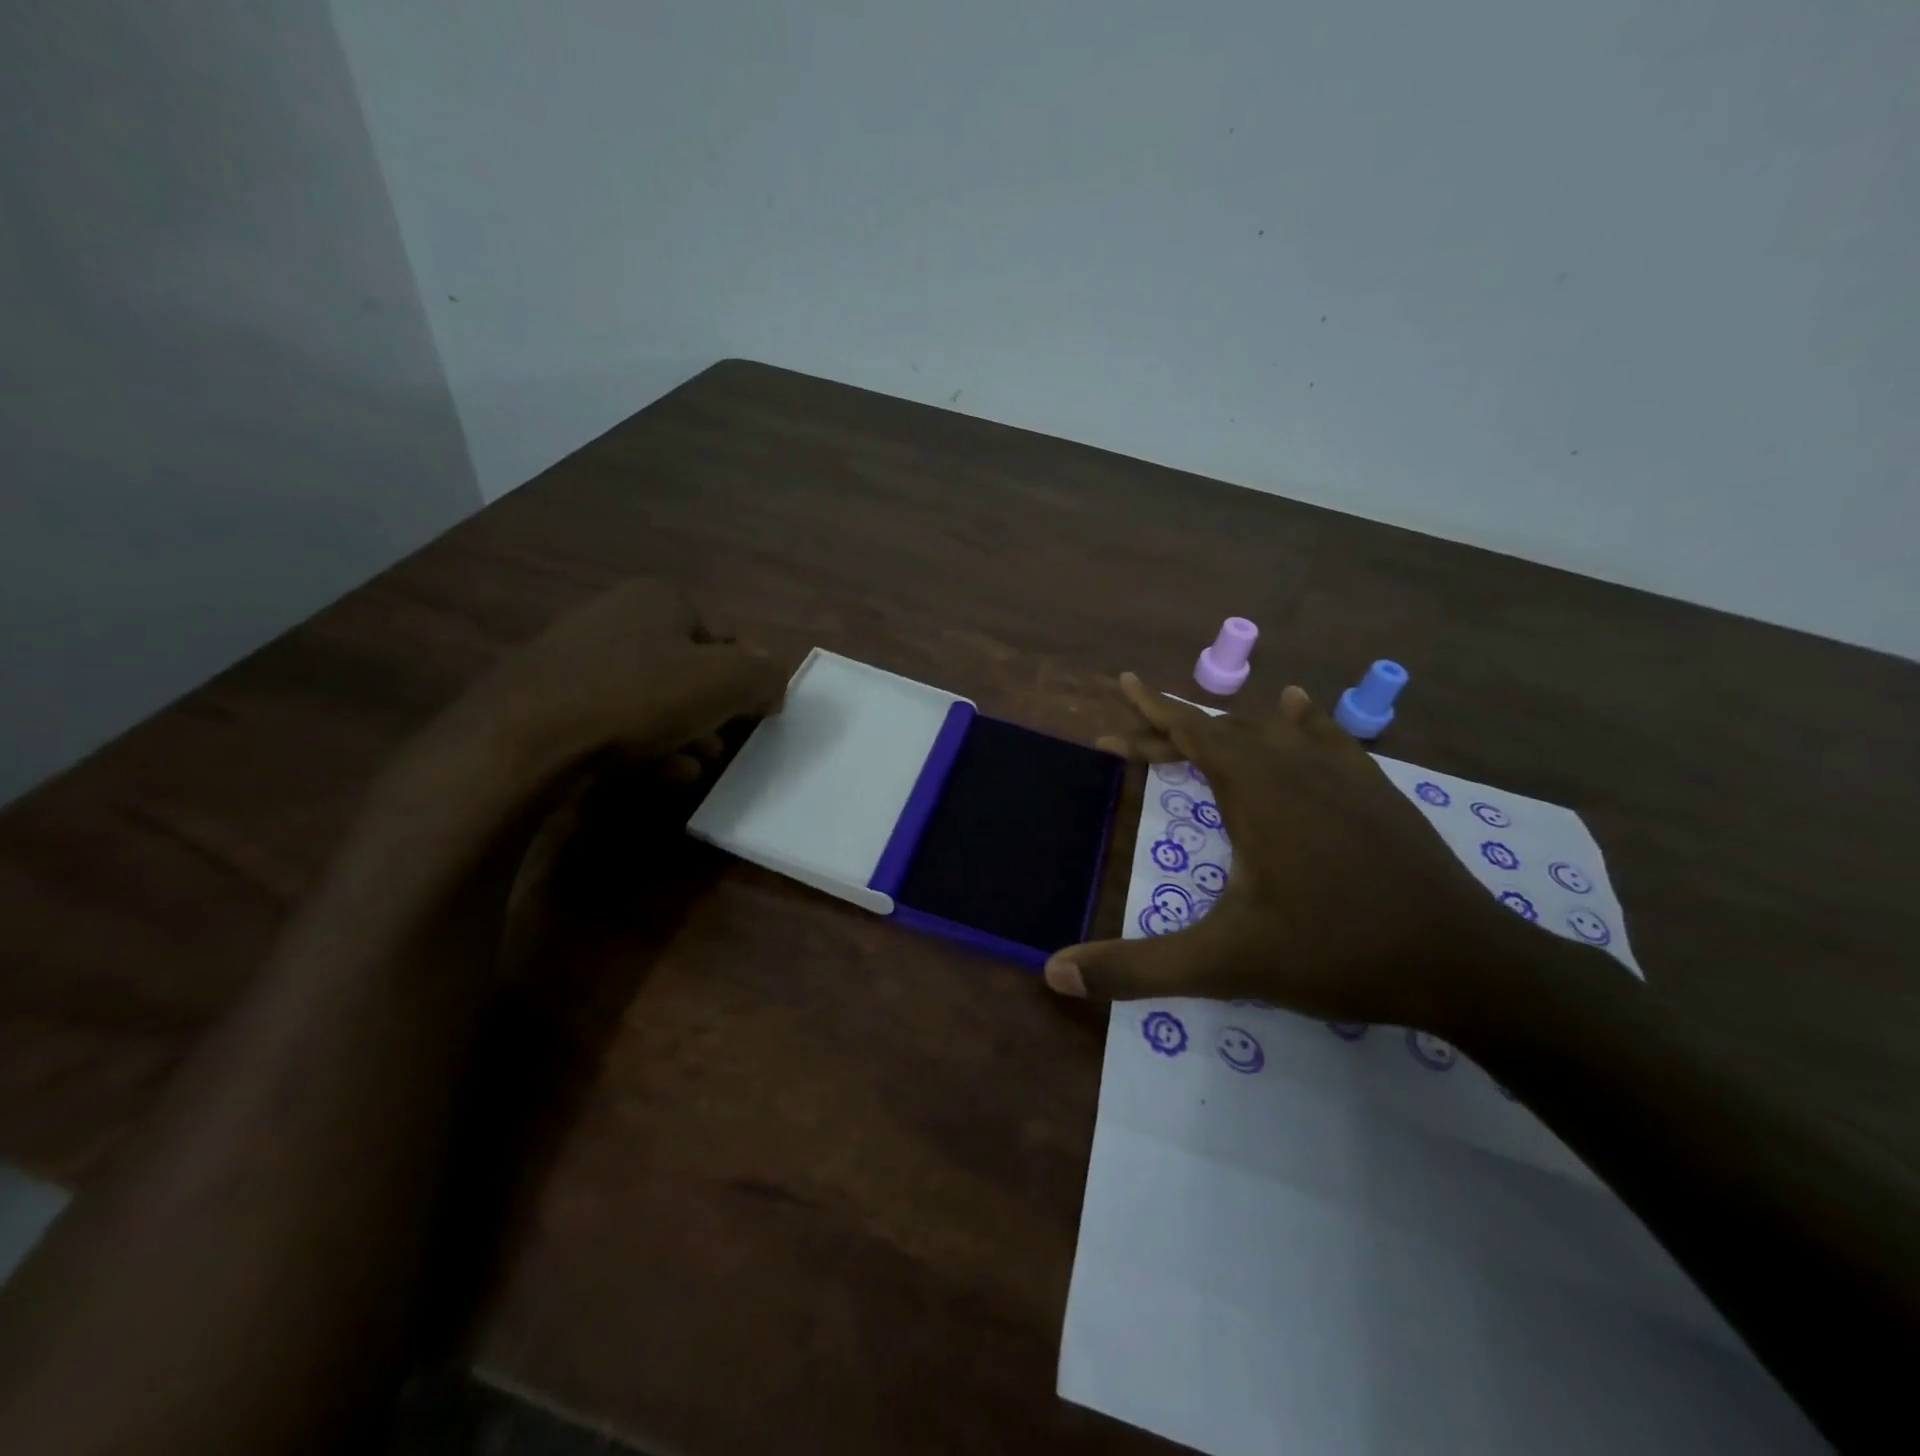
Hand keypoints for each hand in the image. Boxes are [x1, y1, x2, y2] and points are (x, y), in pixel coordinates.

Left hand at [437, 578, 788, 781]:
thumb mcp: (726, 682)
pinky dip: (644, 744)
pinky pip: (615, 718)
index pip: (727, 638)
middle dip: (713, 712)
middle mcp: (617, 615)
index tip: (753, 718)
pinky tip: (658, 774)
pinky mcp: (550, 697)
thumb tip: (773, 685)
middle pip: (689, 669)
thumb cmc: (639, 697)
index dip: (746, 680)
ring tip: (695, 766)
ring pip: (653, 697)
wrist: (525, 739)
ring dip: (683, 733)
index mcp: (660, 598)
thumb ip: (765, 676)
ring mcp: (578, 656)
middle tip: (723, 746)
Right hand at [1044, 674, 1527, 1031]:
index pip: (1193, 731)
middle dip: (1172, 732)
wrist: (1465, 963)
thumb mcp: (1224, 965)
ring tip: (1202, 728)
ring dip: (1227, 729)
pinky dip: (1300, 722)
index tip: (1124, 684)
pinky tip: (1299, 710)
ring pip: (1272, 731)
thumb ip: (1136, 968)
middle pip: (1223, 731)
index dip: (1153, 710)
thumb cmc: (1335, 952)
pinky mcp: (1378, 792)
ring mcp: (1344, 775)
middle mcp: (1296, 767)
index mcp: (1256, 791)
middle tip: (1131, 743)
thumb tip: (1054, 972)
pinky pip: (1328, 738)